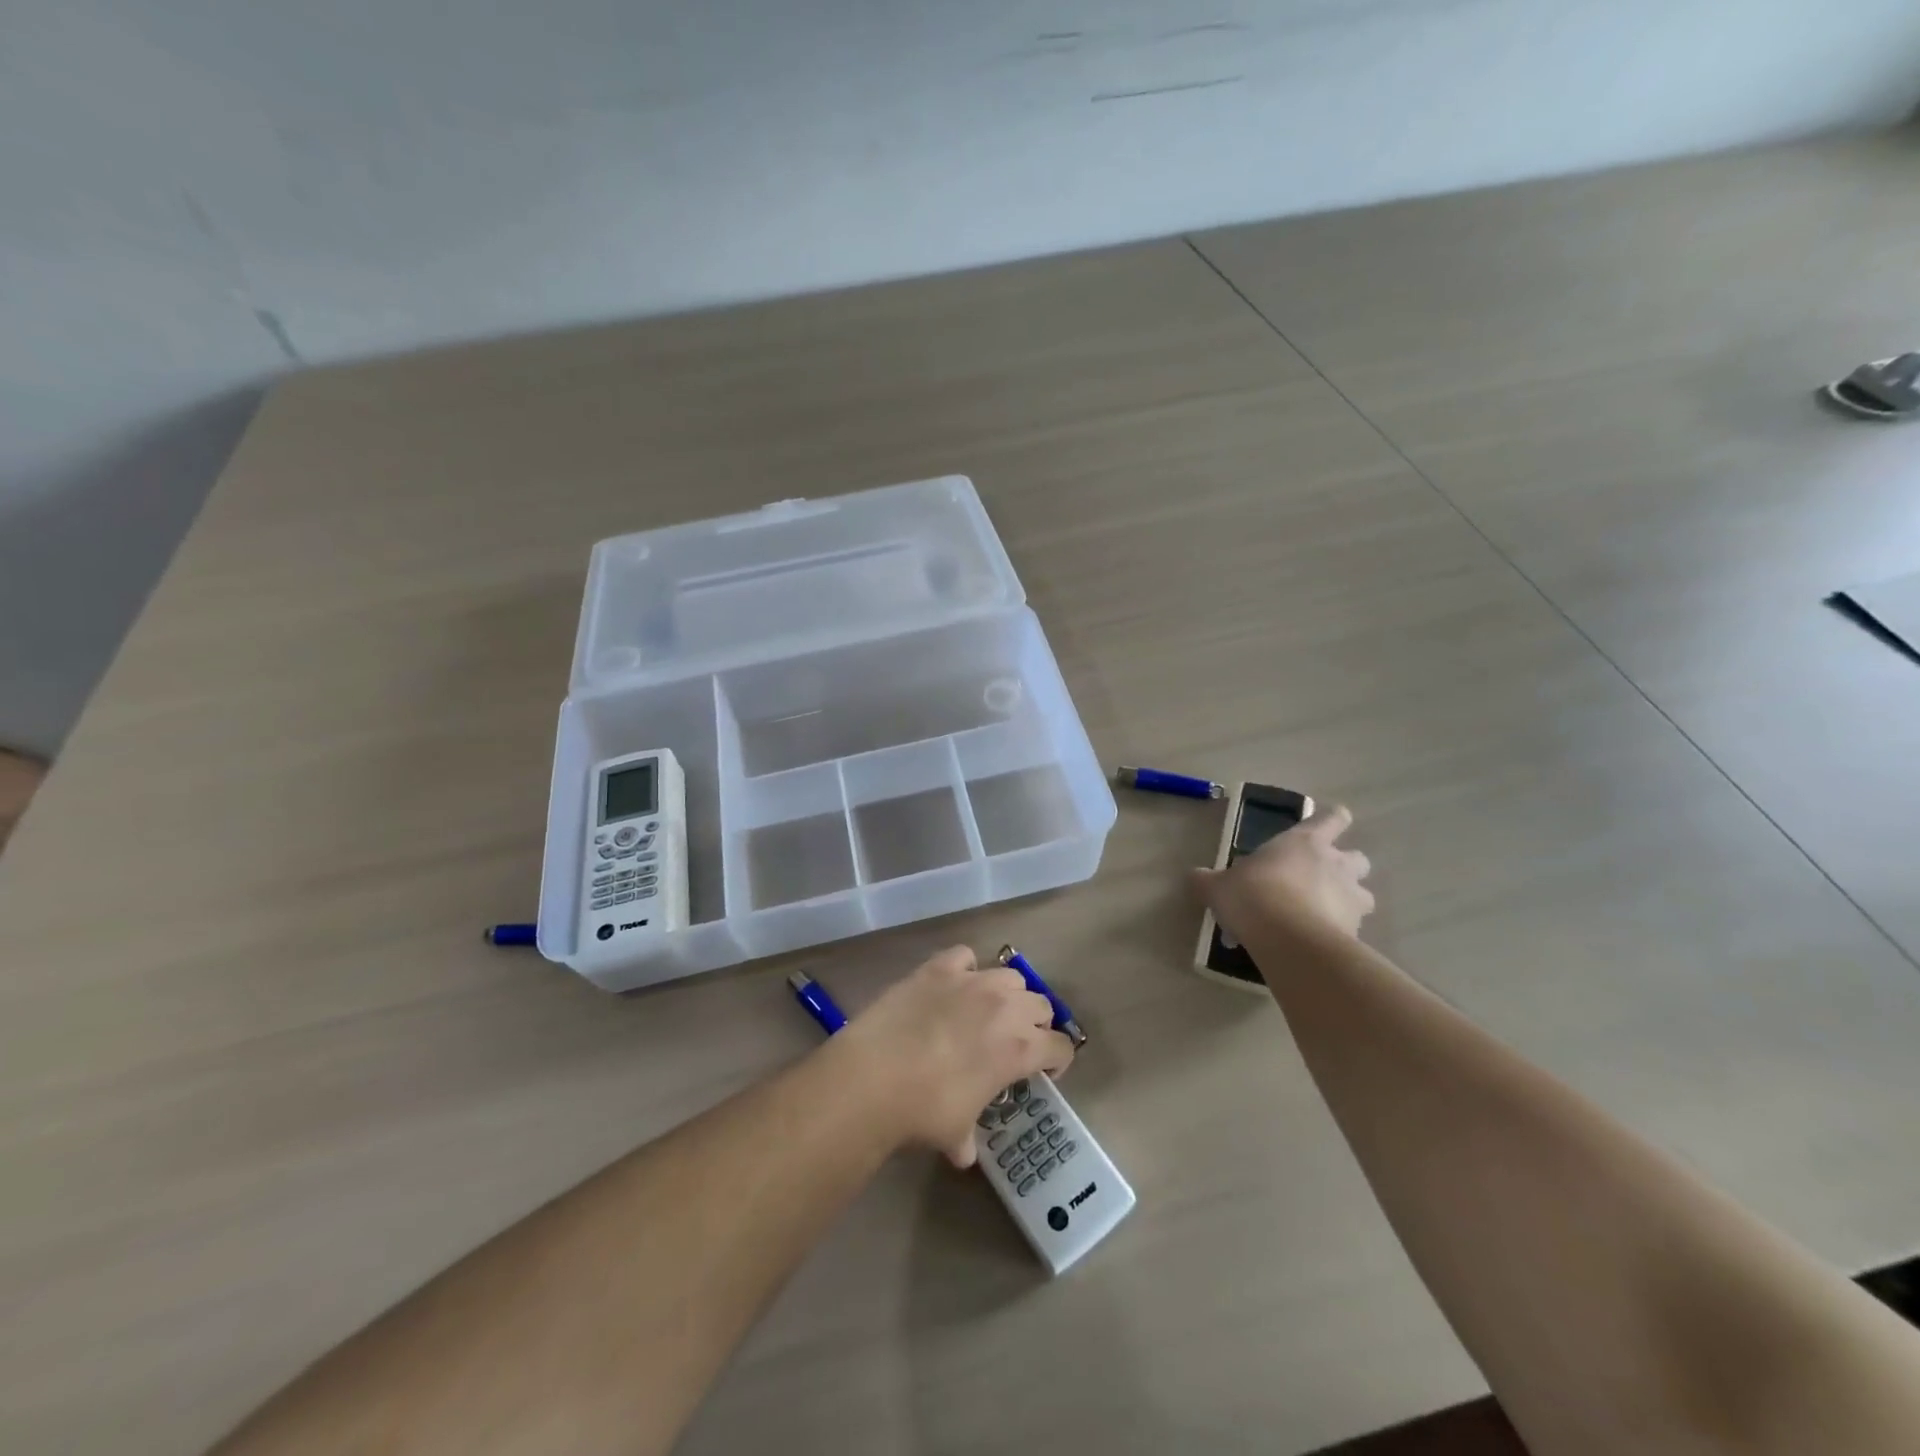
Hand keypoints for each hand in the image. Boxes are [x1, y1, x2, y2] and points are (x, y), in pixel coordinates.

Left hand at [837, 946, 1073, 1167]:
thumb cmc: (925, 1110)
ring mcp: (972, 980)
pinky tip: (953, 986)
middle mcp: (1006, 1006)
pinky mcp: (939, 967)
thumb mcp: (956, 1133)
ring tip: (986, 1011)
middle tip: (1013, 1042)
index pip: (1062, 1046)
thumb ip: (969, 1138)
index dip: (1057, 1061)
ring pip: (1010, 976)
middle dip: (1034, 1023)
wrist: (874, 1076)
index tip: (1042, 1072)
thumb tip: (964, 1151)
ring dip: (1007, 994)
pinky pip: (965, 956)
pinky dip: (965, 968)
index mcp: (1021, 1048)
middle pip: (1040, 1004)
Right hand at [1192, 802, 1374, 946]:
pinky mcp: (1357, 931)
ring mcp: (1351, 898)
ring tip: (1322, 915)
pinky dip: (1339, 933)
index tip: (1325, 827)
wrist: (1288, 940)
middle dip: (1345, 867)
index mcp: (1304, 842)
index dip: (1332, 820)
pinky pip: (1353, 928)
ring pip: (1364, 894)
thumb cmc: (1253, 895)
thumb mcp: (1219, 887)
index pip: (1333, 818)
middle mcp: (1335, 864)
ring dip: (1349, 901)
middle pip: (1358, 857)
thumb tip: (1194, 876)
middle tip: (1320, 880)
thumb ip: (1208, 880)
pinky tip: (1315, 944)